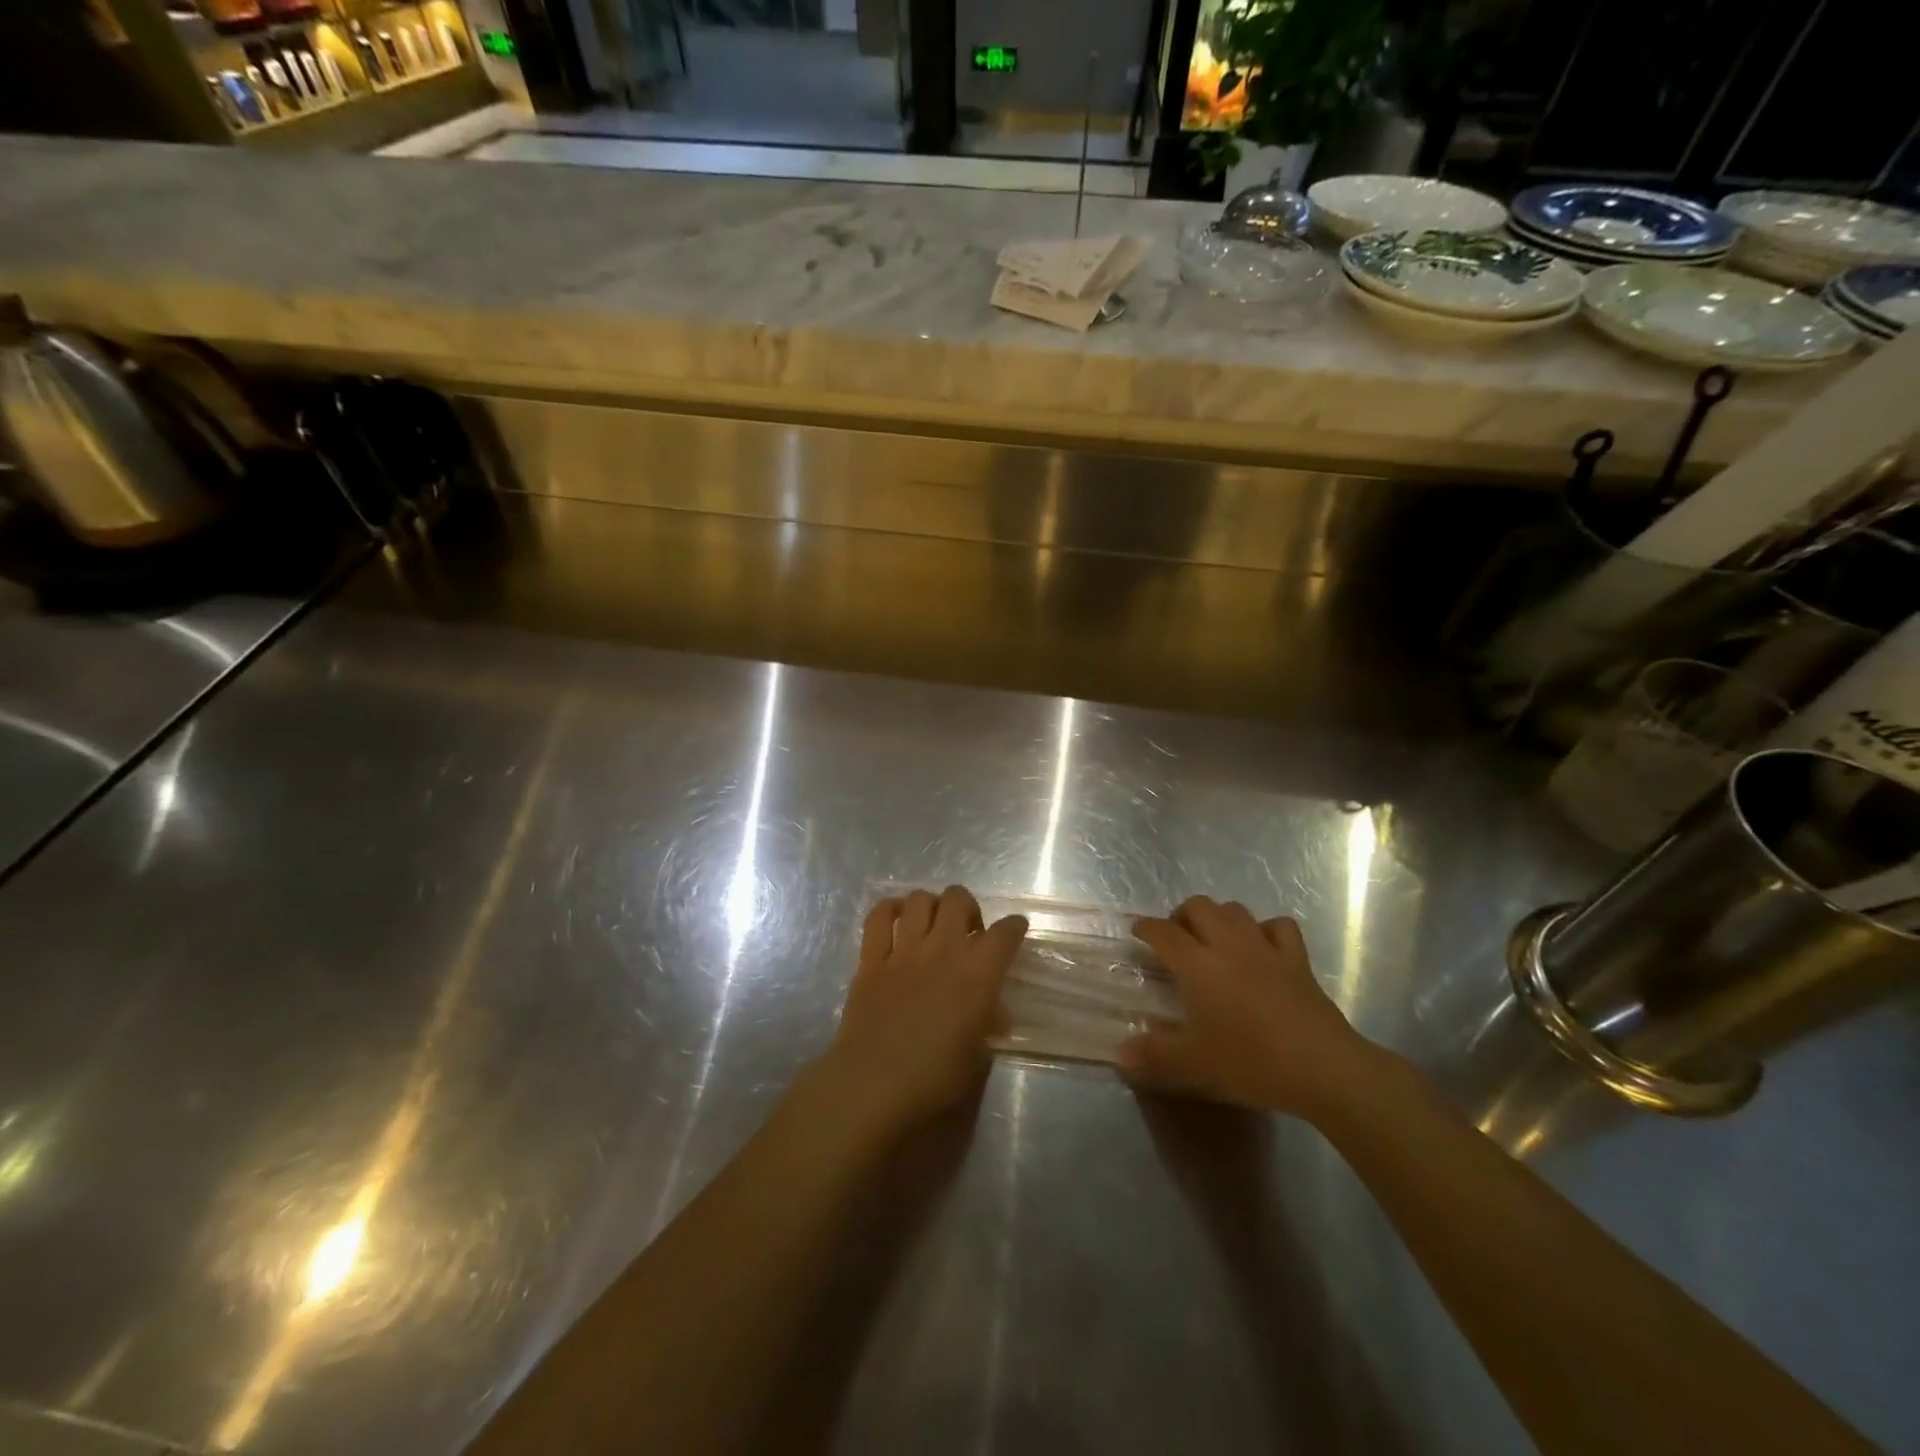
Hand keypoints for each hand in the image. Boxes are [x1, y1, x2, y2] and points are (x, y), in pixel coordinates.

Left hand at [815, 887, 1027, 1139]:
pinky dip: (890, 909)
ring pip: (920, 899)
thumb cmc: (933, 1081)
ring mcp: (904, 951)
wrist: (873, 1086)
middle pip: (958, 899)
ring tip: (933, 925)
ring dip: (932, 905)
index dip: (1014, 926)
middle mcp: (943, 952)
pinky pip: (879, 916)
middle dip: (968, 907)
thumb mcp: (977, 1060)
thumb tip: (990, 1013)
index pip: (1005, 933)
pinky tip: (897, 919)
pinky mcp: (871, 959)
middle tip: (967, 932)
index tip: (1014, 930)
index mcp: (977, 976)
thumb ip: (987, 1027)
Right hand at [1121, 896, 1386, 1120]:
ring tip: (1213, 938)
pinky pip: (1279, 926)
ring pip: (1235, 910)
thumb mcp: (1195, 1064)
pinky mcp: (1297, 959)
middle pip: (1199, 906)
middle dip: (1181, 915)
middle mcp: (1228, 945)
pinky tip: (1262, 946)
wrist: (1322, 1067)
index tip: (1136, 930)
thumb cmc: (1251, 1062)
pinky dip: (1266, 929)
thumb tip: (1119, 1052)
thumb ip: (1154, 1054)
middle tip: (1176, 937)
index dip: (1146, 927)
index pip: (1163, 932)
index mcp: (1197, 965)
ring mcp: (1265, 948)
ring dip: (1219, 917)